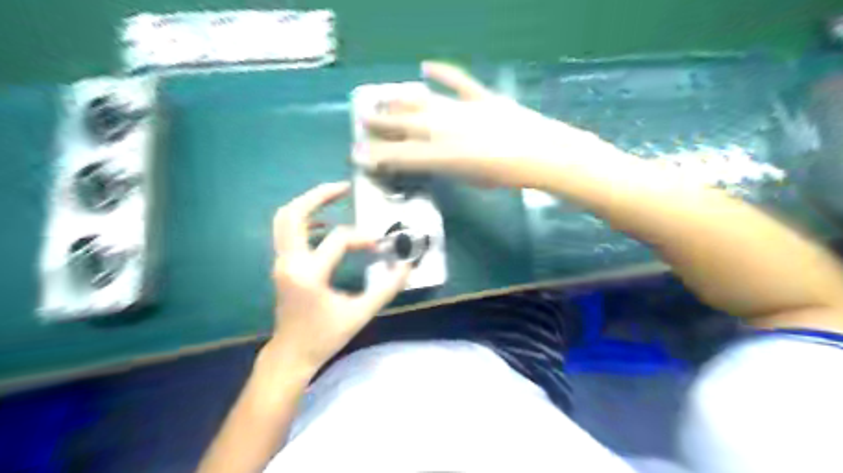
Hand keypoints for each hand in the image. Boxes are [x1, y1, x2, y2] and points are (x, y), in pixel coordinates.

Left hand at [265, 184, 406, 374]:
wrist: (292, 354)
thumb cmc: (325, 336)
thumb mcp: (360, 313)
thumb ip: (386, 288)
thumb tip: (406, 267)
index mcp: (309, 274)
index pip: (338, 239)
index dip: (362, 238)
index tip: (378, 247)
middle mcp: (289, 262)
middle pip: (293, 214)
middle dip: (318, 195)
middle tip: (343, 187)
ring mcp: (281, 263)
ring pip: (286, 220)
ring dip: (309, 204)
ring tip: (335, 196)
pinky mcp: (282, 266)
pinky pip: (288, 233)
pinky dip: (305, 221)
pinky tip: (324, 225)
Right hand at [359, 60, 610, 188]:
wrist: (540, 154)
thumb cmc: (504, 176)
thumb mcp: (468, 180)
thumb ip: (443, 168)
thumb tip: (430, 160)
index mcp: (439, 155)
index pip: (397, 156)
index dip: (375, 157)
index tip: (358, 156)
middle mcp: (442, 129)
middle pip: (402, 124)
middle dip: (379, 123)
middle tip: (363, 120)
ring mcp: (460, 109)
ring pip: (421, 102)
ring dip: (399, 100)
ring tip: (384, 99)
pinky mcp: (480, 97)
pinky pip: (458, 81)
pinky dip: (443, 73)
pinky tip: (427, 66)